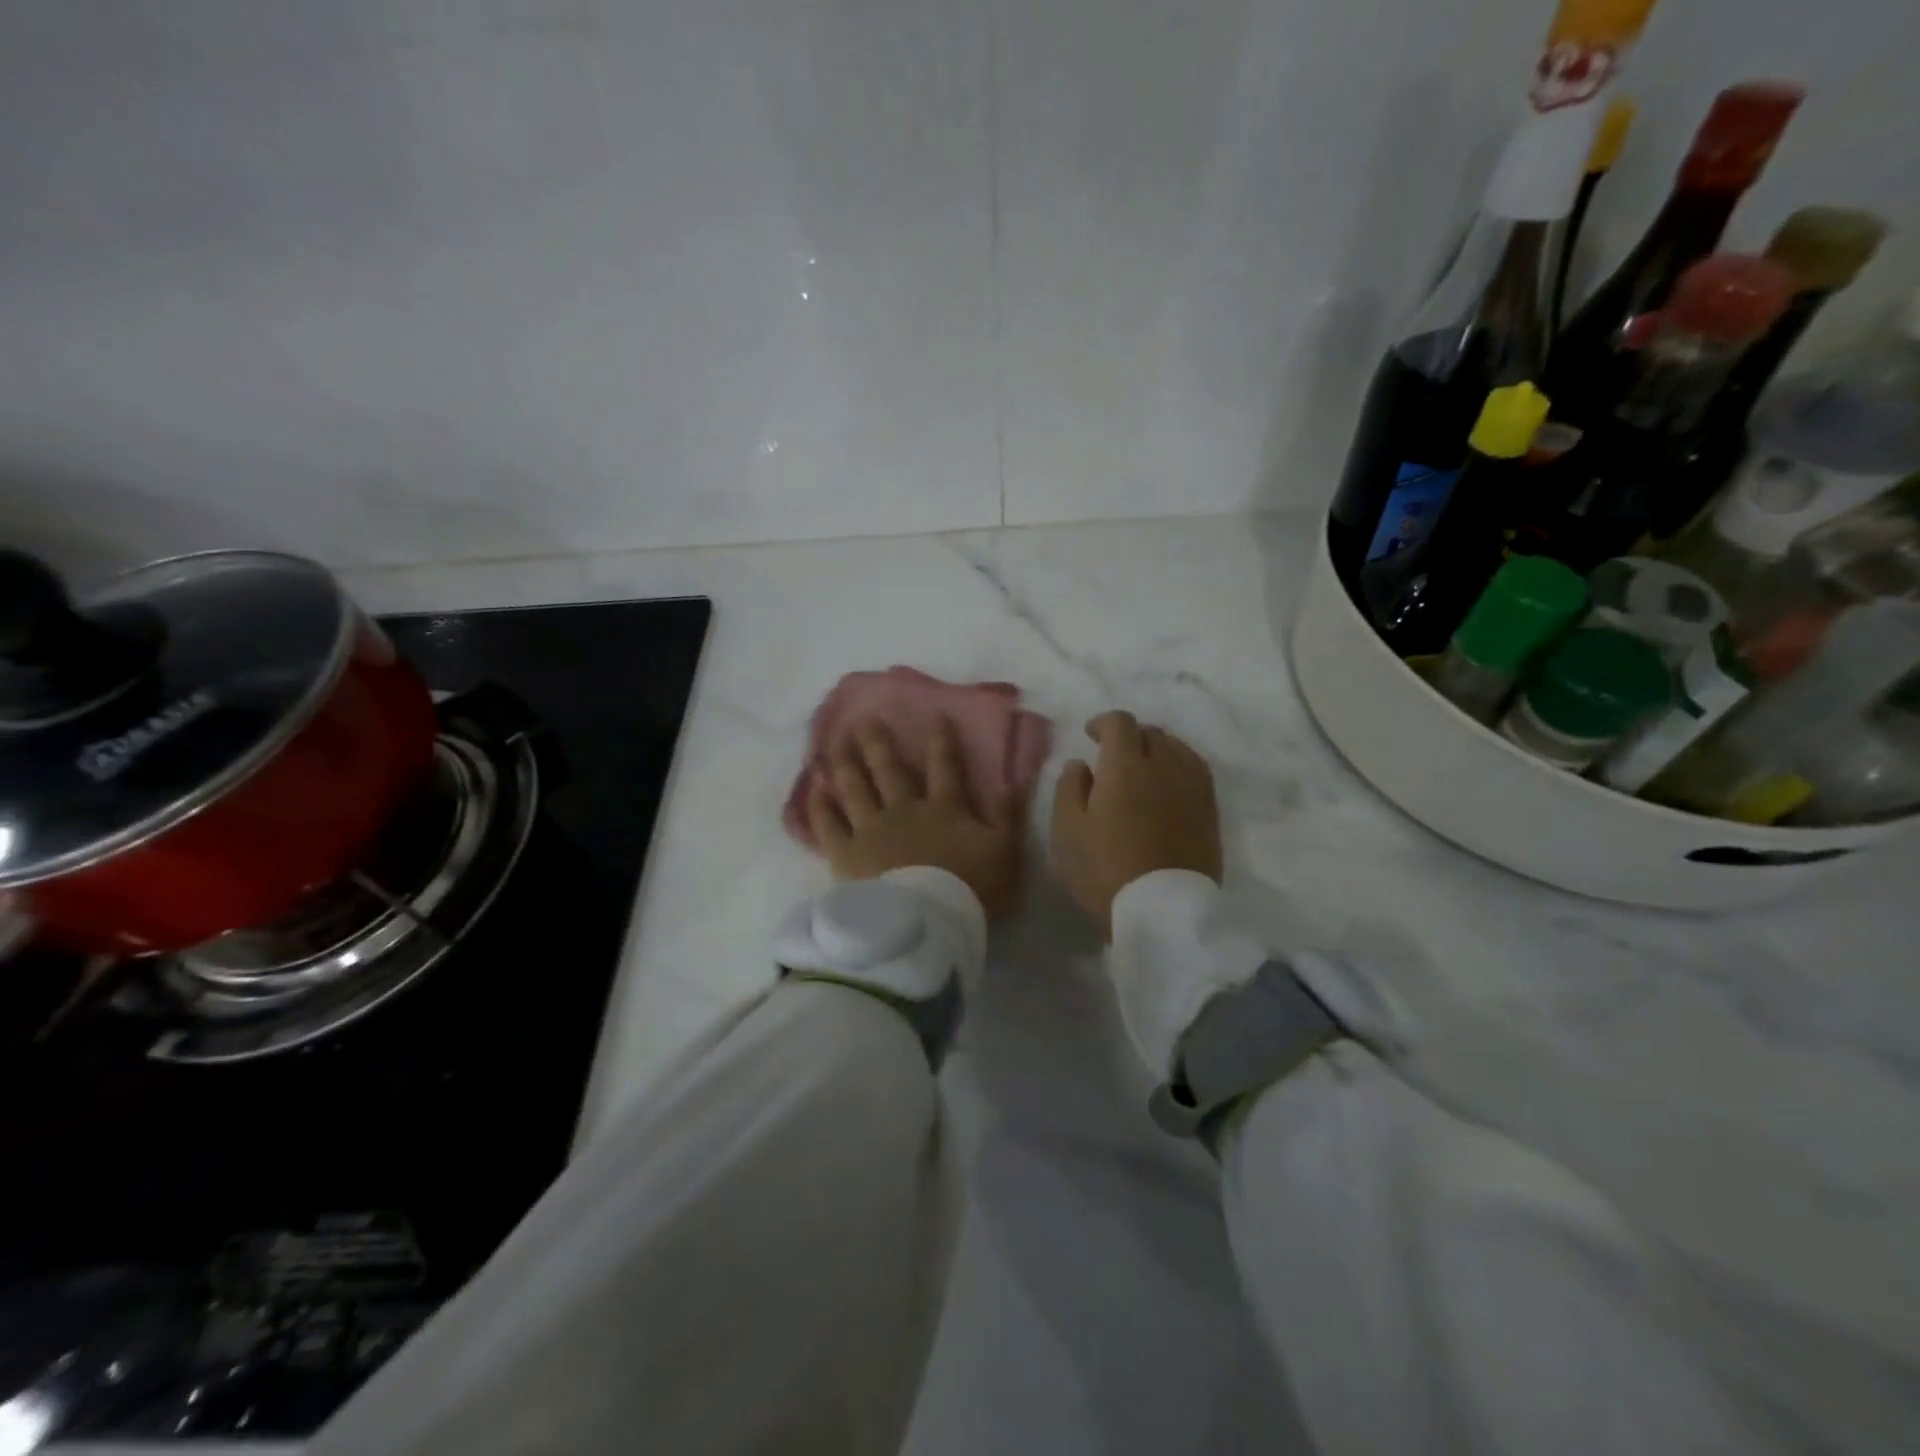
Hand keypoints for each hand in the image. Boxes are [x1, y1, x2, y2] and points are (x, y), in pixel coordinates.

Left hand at [807, 716, 1027, 918]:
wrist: (928, 922)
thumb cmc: (972, 889)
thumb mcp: (1004, 851)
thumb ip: (1007, 815)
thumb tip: (1010, 780)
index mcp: (943, 809)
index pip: (944, 767)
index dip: (941, 740)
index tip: (935, 714)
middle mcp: (904, 810)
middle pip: (889, 770)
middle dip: (878, 743)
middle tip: (865, 720)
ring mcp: (871, 829)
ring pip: (855, 788)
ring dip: (845, 763)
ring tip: (834, 742)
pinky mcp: (846, 854)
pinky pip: (828, 825)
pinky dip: (819, 806)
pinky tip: (813, 790)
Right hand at [1049, 711, 1221, 937]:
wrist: (1163, 911)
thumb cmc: (1105, 869)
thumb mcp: (1068, 830)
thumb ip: (1069, 788)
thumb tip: (1081, 764)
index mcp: (1126, 766)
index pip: (1120, 723)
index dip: (1103, 722)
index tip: (1091, 735)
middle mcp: (1164, 766)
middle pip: (1151, 733)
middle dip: (1130, 736)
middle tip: (1114, 755)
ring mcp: (1192, 788)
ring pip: (1177, 749)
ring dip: (1158, 748)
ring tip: (1144, 766)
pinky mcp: (1210, 811)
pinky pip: (1196, 771)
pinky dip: (1180, 765)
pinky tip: (1170, 782)